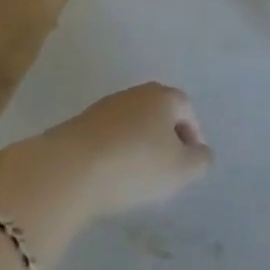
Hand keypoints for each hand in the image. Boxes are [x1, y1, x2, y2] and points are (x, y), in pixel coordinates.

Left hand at [41, 83, 213, 217]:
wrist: (67, 170)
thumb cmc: (134, 165)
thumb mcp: (180, 170)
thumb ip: (199, 161)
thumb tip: (201, 152)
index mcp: (164, 96)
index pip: (187, 110)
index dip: (192, 135)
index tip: (188, 163)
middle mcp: (136, 93)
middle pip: (159, 113)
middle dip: (165, 138)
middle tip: (165, 168)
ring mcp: (104, 106)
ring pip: (132, 124)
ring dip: (138, 144)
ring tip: (135, 176)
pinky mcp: (79, 124)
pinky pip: (108, 136)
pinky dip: (114, 151)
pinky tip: (109, 175)